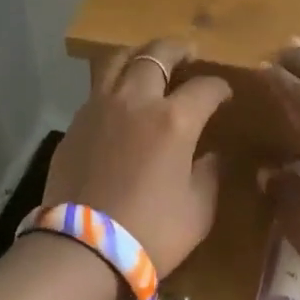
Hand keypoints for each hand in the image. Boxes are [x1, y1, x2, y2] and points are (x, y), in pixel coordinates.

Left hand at [41, 38, 230, 277]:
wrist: (83, 249)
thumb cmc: (152, 232)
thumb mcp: (199, 209)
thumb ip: (208, 174)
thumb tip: (209, 155)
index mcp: (174, 120)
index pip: (205, 88)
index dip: (219, 87)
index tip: (225, 94)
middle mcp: (135, 101)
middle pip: (156, 55)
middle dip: (177, 50)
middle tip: (189, 54)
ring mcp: (98, 108)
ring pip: (117, 60)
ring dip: (139, 55)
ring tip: (149, 61)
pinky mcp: (74, 124)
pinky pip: (96, 89)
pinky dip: (113, 83)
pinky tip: (119, 99)